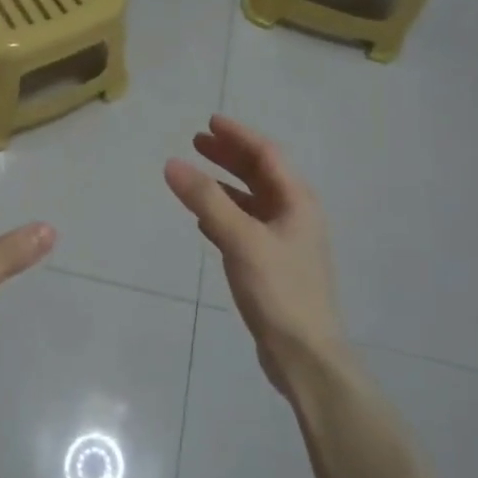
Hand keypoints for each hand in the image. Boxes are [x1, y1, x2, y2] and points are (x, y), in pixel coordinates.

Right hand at [165, 115, 344, 397]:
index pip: (266, 154)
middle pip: (260, 174)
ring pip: (252, 201)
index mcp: (297, 201)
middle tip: (196, 142)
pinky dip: (225, 214)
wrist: (304, 354)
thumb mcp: (240, 239)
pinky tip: (204, 220)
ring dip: (225, 184)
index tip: (209, 122)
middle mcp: (295, 215)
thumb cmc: (278, 290)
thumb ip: (206, 200)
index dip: (238, 136)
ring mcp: (285, 241)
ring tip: (195, 176)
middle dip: (229, 156)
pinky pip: (246, 226)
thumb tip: (172, 164)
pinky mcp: (273, 265)